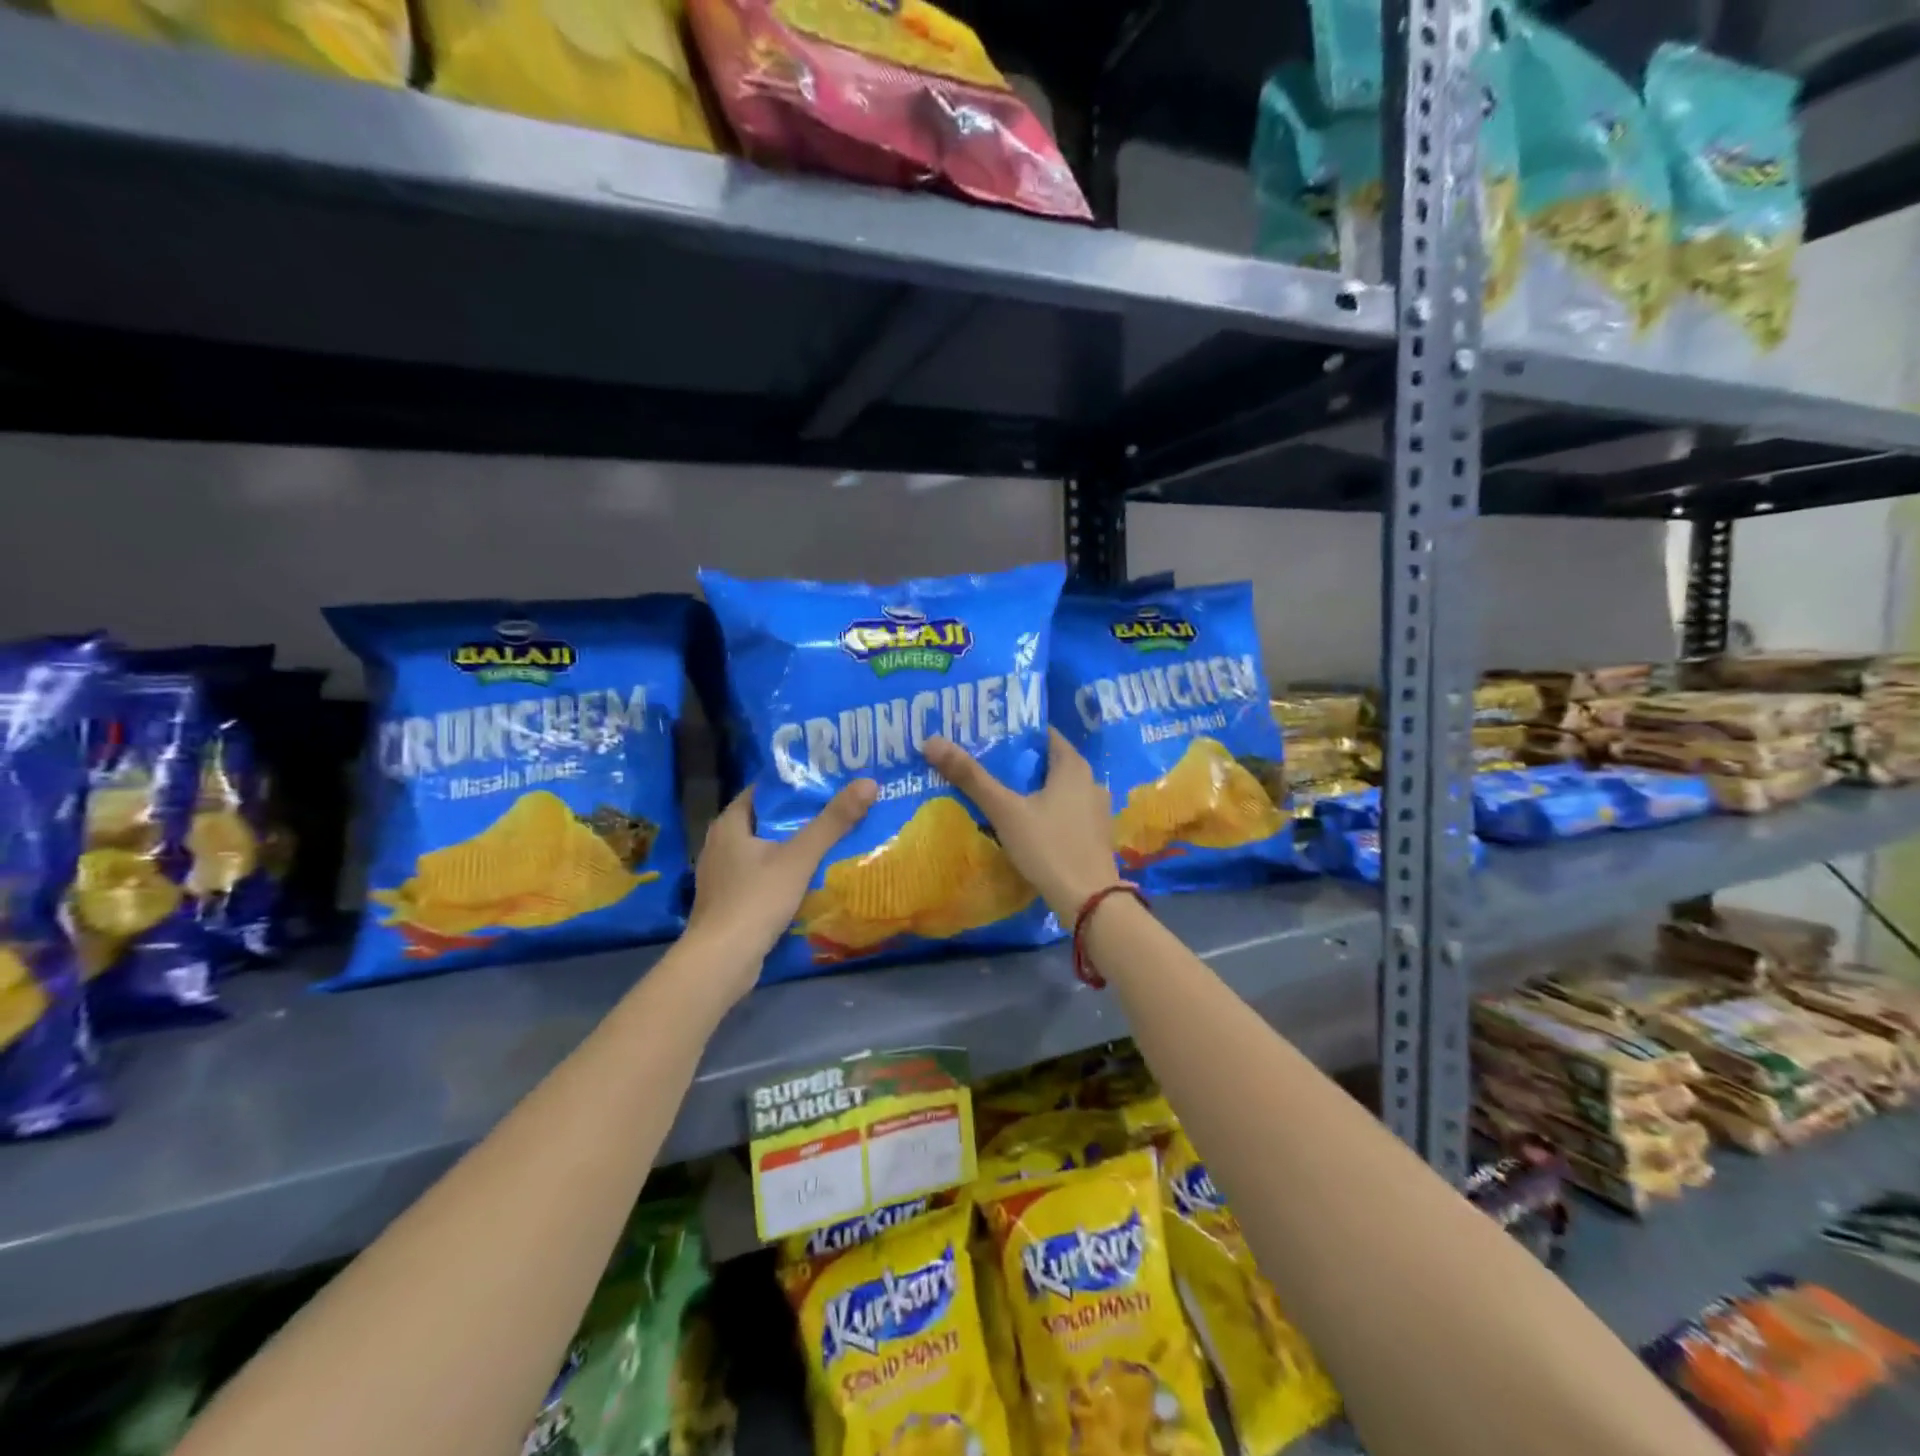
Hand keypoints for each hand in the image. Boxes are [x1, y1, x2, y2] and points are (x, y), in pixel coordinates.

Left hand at [684, 780, 876, 998]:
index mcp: (729, 824)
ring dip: (792, 847)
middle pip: (766, 821)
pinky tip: (808, 879)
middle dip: (799, 816)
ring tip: (830, 841)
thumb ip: (833, 821)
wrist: (721, 961)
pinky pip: (760, 876)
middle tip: (837, 810)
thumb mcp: (800, 857)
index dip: (794, 784)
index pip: (763, 791)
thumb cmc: (756, 900)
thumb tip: (868, 782)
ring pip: (763, 850)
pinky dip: (783, 873)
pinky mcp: (729, 902)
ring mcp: (722, 875)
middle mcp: (720, 844)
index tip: (827, 781)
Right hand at [923, 729, 1119, 921]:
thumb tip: (931, 742)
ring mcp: (1095, 810)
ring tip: (997, 792)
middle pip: (1048, 762)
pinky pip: (1064, 811)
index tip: (985, 734)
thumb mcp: (1004, 811)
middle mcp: (1090, 781)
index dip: (1014, 732)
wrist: (1090, 901)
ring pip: (1056, 789)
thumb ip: (971, 777)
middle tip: (982, 763)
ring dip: (1030, 789)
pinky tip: (1022, 823)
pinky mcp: (1094, 835)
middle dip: (1017, 762)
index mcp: (1074, 766)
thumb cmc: (1049, 847)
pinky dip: (1044, 810)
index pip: (1044, 734)